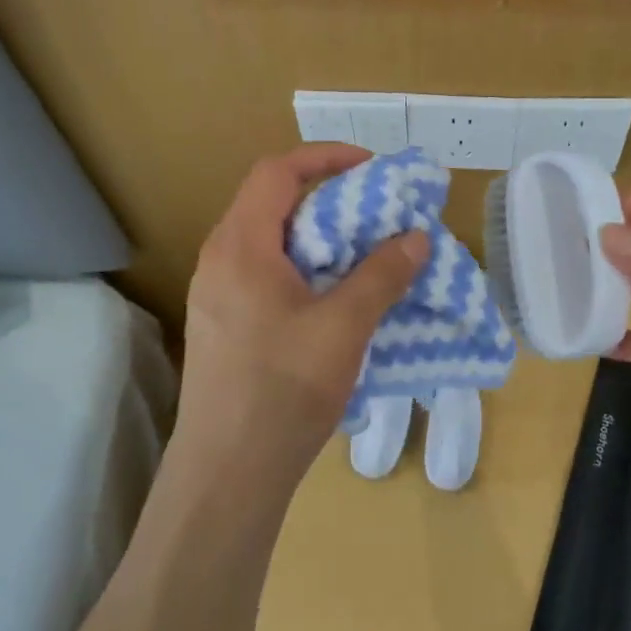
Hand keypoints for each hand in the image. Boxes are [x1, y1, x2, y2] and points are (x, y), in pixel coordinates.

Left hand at [175, 144, 428, 488]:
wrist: (227, 473)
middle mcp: (219, 260)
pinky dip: (303, 270)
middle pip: (272, 204)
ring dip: (318, 239)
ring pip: (269, 243)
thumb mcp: (344, 327)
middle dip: (328, 200)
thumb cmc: (284, 390)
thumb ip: (382, 275)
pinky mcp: (221, 325)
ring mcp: (214, 295)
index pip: (277, 172)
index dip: (325, 157)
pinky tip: (335, 302)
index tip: (371, 168)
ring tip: (363, 257)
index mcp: (240, 246)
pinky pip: (264, 276)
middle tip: (376, 216)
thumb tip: (416, 237)